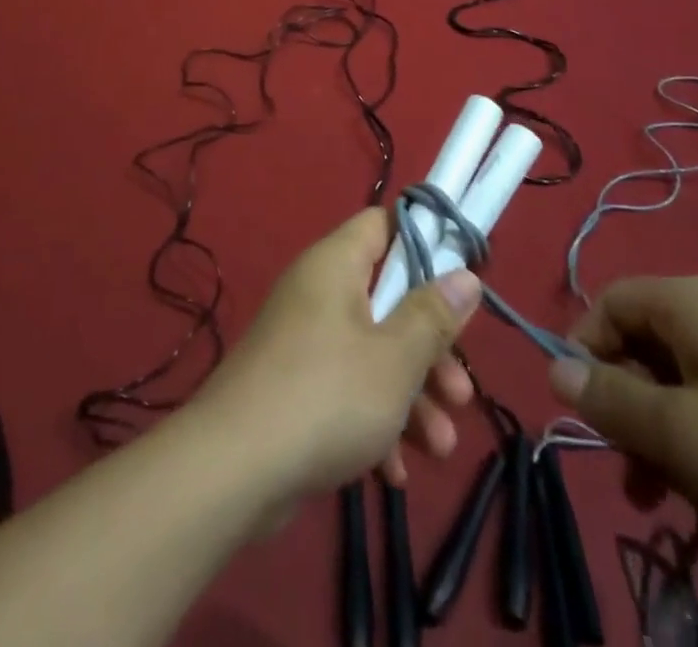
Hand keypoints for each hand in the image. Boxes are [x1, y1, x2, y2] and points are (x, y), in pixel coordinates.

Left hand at [196, 209, 482, 503]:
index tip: (461, 275)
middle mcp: (318, 294)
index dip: (424, 241)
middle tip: (460, 392)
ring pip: (372, 354)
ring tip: (440, 448)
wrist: (232, 470)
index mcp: (336, 265)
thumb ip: (433, 316)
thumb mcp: (395, 358)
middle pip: (387, 301)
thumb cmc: (326, 396)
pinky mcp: (293, 391)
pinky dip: (374, 424)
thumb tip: (465, 274)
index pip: (383, 225)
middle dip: (430, 349)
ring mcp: (303, 343)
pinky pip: (345, 393)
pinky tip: (395, 474)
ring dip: (411, 398)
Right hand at [550, 275, 697, 570]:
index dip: (585, 353)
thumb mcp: (683, 436)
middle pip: (647, 346)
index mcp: (690, 301)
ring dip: (671, 438)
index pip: (608, 304)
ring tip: (678, 503)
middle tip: (636, 477)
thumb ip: (611, 400)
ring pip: (690, 384)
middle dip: (632, 410)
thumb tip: (552, 367)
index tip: (588, 418)